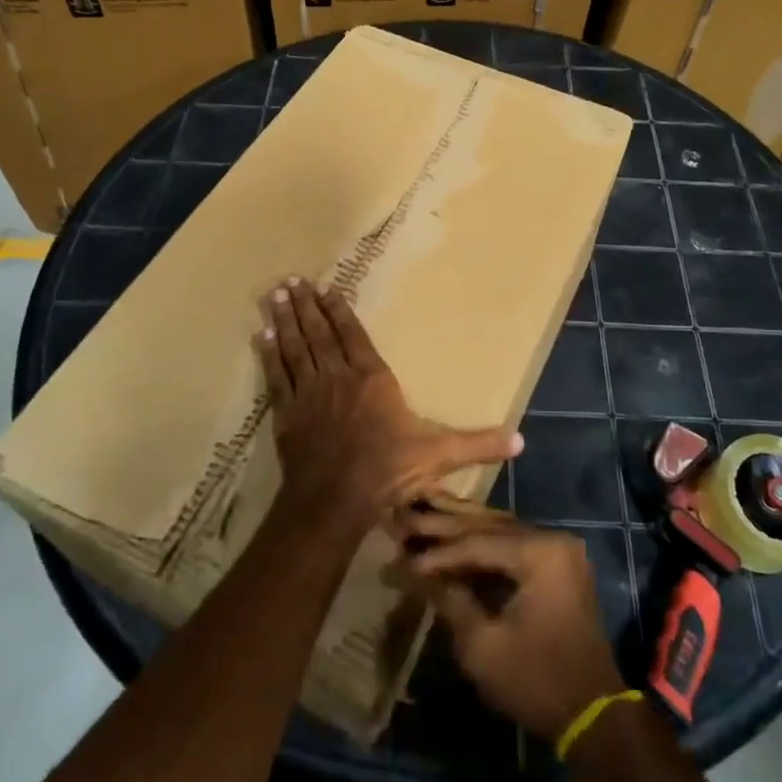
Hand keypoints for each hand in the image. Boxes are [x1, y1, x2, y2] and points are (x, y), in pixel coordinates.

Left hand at [255, 277, 522, 528]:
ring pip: (295, 347)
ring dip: (285, 319)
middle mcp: (338, 376)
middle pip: (319, 333)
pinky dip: (269, 354)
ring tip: (275, 295)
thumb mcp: (440, 456)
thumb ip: (478, 444)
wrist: (336, 500)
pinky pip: (277, 375)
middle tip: (291, 280)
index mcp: (372, 378)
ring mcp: (309, 392)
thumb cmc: (388, 471)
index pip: (353, 335)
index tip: (326, 288)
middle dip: (306, 305)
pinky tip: (260, 335)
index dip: (339, 311)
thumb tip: (521, 441)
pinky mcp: (288, 413)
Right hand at [396, 504, 625, 741]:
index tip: (400, 558)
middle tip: (403, 519)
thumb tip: (413, 572)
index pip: (476, 542)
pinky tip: (452, 543)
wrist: (594, 717)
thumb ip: (449, 600)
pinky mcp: (557, 566)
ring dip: (461, 531)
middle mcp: (552, 538)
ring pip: (499, 530)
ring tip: (420, 520)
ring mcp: (558, 550)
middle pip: (488, 525)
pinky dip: (482, 546)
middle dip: (444, 527)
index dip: (436, 553)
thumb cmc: (537, 681)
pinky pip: (512, 545)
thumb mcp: (483, 646)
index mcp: (540, 551)